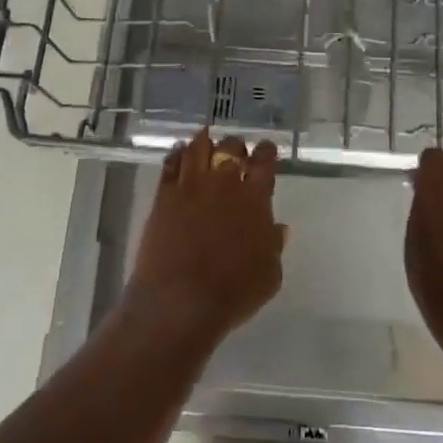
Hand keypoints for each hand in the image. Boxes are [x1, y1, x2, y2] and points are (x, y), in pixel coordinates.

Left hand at [125, 131, 284, 348]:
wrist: (180, 302)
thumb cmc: (233, 293)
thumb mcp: (269, 276)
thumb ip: (274, 246)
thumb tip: (279, 228)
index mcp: (255, 199)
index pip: (265, 162)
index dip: (267, 151)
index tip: (266, 150)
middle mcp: (224, 183)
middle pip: (231, 148)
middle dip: (236, 147)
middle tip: (236, 152)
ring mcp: (191, 186)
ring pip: (198, 148)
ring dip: (205, 141)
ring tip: (206, 140)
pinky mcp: (164, 196)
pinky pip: (171, 163)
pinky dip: (177, 154)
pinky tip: (179, 152)